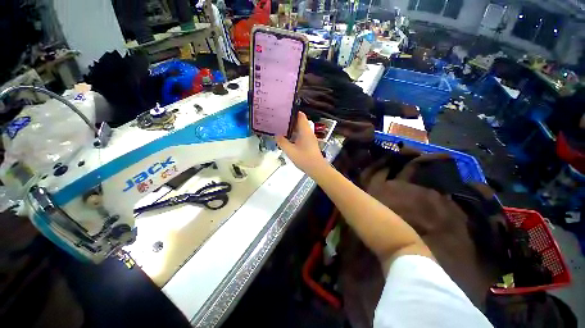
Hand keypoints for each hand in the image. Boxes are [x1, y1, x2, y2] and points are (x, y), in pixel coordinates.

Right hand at [276, 112, 327, 176]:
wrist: (317, 169)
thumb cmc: (304, 159)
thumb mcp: (290, 151)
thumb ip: (282, 142)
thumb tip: (276, 135)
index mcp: (305, 131)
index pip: (300, 115)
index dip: (292, 112)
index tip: (282, 111)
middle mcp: (308, 132)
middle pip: (300, 122)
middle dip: (289, 120)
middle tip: (278, 120)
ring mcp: (309, 138)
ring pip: (300, 129)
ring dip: (292, 128)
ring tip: (280, 128)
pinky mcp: (309, 144)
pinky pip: (301, 135)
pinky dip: (294, 135)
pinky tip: (287, 139)